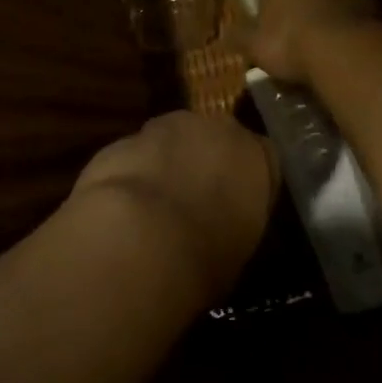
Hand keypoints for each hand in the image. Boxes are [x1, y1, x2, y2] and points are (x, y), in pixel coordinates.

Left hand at [72, 111, 278, 299]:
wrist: (140, 238)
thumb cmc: (207, 253)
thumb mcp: (239, 247)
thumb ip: (234, 222)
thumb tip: (220, 230)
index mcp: (254, 156)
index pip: (261, 160)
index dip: (245, 183)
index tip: (235, 208)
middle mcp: (212, 130)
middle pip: (211, 139)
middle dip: (202, 163)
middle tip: (192, 204)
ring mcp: (162, 129)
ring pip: (167, 142)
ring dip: (163, 166)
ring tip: (151, 211)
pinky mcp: (120, 141)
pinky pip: (131, 158)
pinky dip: (128, 176)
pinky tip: (120, 211)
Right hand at [238, 0, 381, 85]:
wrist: (347, 52)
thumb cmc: (291, 42)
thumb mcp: (254, 45)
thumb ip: (242, 37)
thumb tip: (231, 35)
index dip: (270, 7)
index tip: (270, 30)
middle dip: (302, 9)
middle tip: (296, 40)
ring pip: (335, 0)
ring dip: (329, 18)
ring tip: (323, 50)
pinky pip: (357, 16)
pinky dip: (351, 29)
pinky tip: (345, 52)